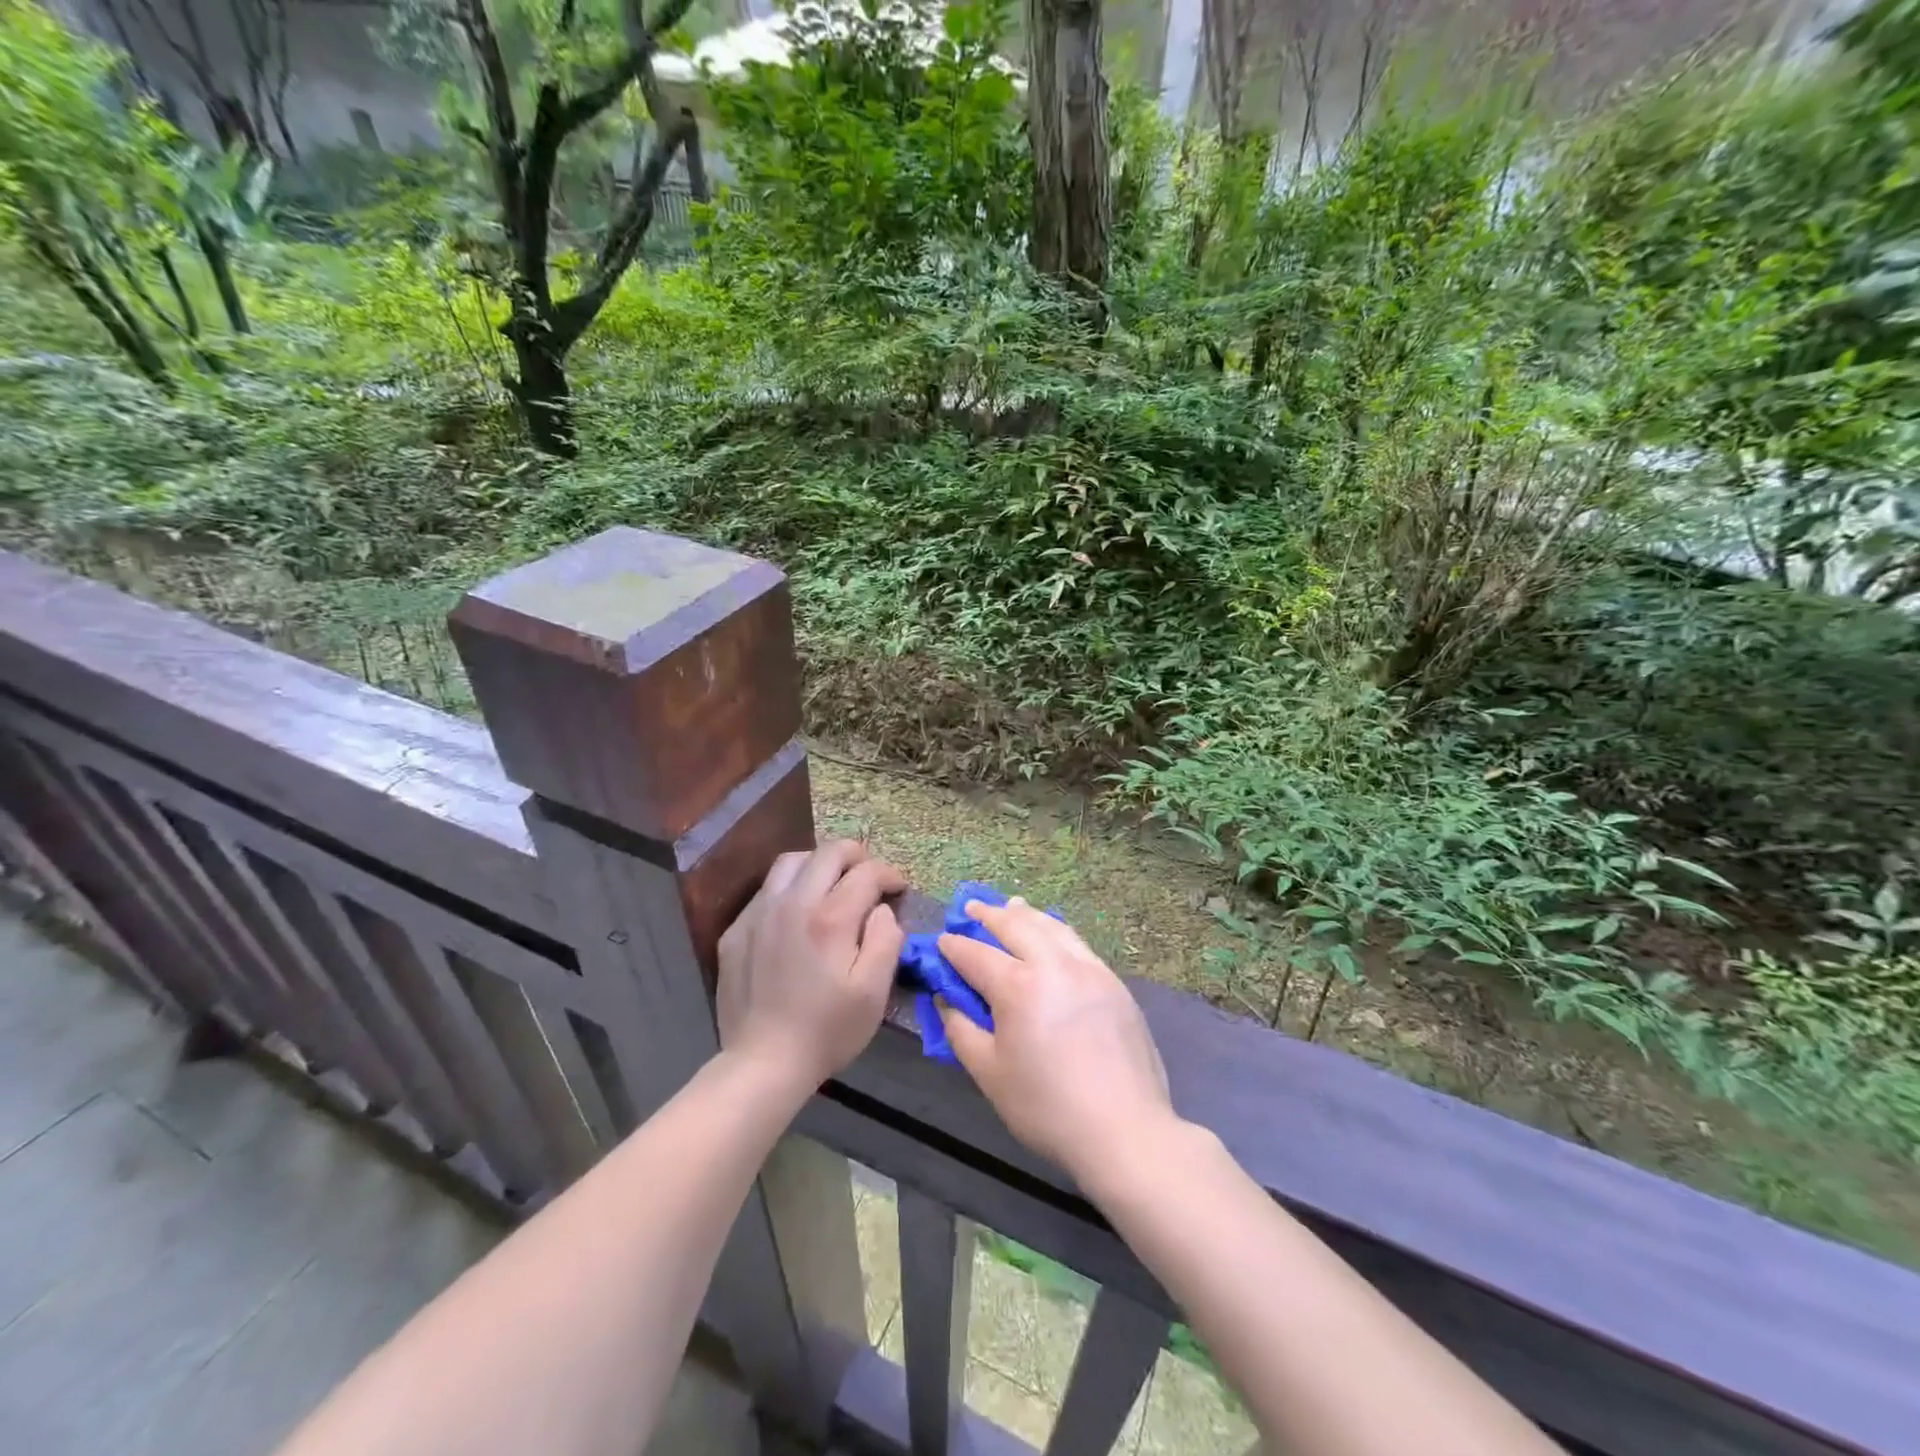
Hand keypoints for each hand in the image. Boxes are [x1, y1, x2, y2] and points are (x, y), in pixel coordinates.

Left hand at [716, 840, 905, 1092]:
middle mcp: (792, 903)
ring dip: (819, 864)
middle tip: (870, 877)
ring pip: (791, 861)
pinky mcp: (736, 930)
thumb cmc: (827, 1030)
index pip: (866, 872)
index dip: (889, 875)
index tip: (898, 890)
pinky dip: (789, 888)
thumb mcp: (874, 992)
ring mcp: (758, 913)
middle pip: (828, 852)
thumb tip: (882, 909)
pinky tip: (797, 914)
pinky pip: (766, 890)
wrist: (763, 1063)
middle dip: (857, 857)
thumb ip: (886, 939)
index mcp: (830, 918)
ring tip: (832, 885)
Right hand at [936, 898, 1176, 1187]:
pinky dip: (1056, 929)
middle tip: (970, 908)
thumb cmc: (1046, 1107)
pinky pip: (1077, 942)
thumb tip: (947, 1000)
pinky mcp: (1113, 981)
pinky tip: (1052, 933)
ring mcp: (1088, 969)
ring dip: (1025, 914)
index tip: (941, 942)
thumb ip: (961, 1030)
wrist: (1124, 1129)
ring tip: (1010, 906)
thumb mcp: (989, 1074)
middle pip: (1015, 925)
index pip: (976, 954)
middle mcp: (1053, 964)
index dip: (954, 947)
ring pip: (1050, 926)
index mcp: (1018, 986)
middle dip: (987, 915)